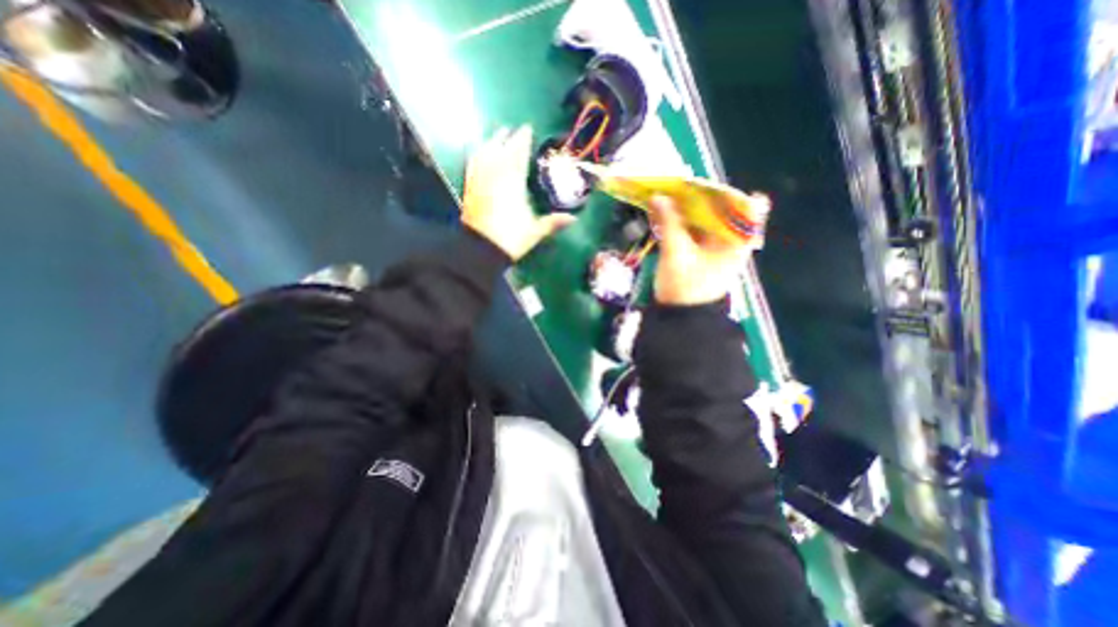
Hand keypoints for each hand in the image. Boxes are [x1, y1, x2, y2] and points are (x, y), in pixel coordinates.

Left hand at [464, 127, 575, 259]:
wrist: (482, 250)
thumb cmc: (511, 239)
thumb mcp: (535, 231)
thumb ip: (553, 223)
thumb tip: (574, 219)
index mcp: (513, 183)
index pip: (518, 155)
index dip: (523, 140)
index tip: (527, 129)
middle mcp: (495, 176)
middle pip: (501, 151)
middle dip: (507, 138)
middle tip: (512, 129)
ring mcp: (480, 181)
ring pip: (485, 154)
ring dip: (491, 142)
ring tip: (496, 135)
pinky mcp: (470, 189)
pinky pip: (472, 166)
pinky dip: (476, 156)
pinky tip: (477, 153)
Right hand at [646, 193, 750, 303]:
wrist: (680, 318)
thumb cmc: (686, 287)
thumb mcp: (676, 253)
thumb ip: (669, 223)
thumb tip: (658, 196)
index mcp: (736, 240)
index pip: (746, 205)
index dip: (725, 191)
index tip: (701, 187)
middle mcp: (730, 240)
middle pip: (721, 209)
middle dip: (699, 197)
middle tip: (677, 187)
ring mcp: (714, 247)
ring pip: (705, 218)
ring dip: (687, 208)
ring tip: (668, 197)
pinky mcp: (700, 252)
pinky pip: (693, 230)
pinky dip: (681, 222)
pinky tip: (666, 215)